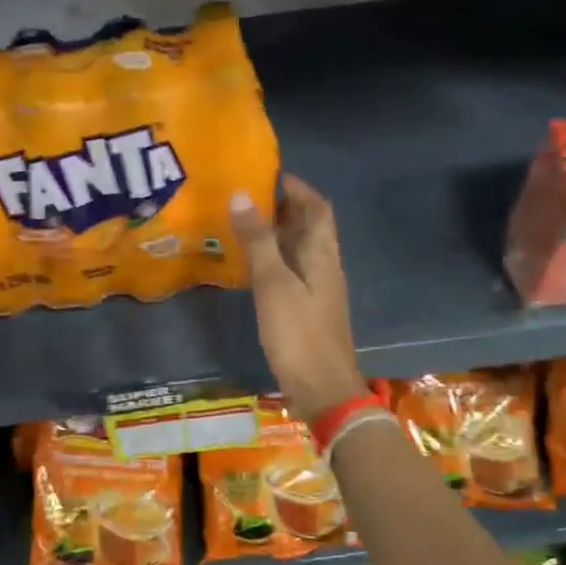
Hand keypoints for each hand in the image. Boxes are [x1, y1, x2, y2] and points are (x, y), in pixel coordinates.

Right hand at [229, 176, 365, 423]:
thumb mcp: (274, 284)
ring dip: (276, 235)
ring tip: (242, 225)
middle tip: (246, 198)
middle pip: (309, 228)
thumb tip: (241, 194)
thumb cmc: (298, 334)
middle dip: (283, 208)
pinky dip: (273, 260)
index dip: (298, 189)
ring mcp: (318, 291)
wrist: (322, 390)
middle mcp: (325, 267)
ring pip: (299, 251)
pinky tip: (250, 267)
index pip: (317, 208)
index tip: (269, 175)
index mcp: (323, 255)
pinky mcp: (307, 311)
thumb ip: (258, 240)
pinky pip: (291, 273)